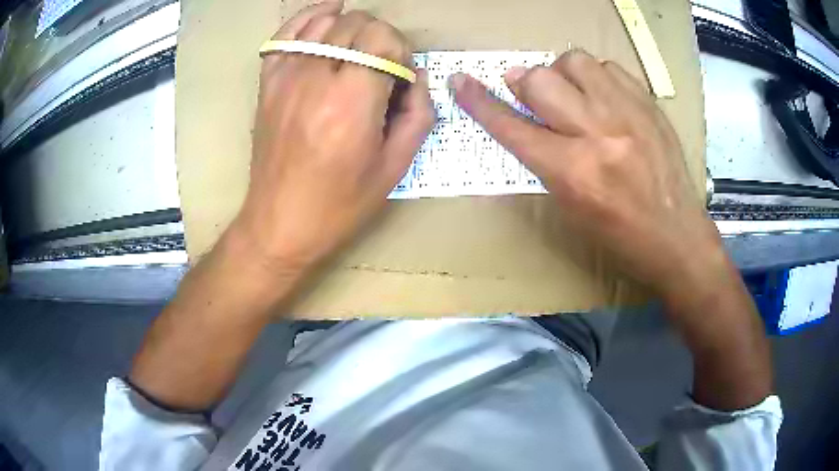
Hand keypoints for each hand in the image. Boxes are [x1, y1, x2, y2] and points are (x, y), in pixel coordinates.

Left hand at [234, 1, 433, 274]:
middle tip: (383, 68)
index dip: (401, 51)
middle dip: (381, 37)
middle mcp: (317, 78)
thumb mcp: (395, 168)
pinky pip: (287, 33)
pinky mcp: (269, 82)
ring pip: (326, 21)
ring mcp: (287, 76)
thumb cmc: (340, 204)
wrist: (279, 223)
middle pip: (357, 24)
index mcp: (352, 102)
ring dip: (352, 26)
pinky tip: (327, 12)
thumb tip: (416, 78)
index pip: (383, 39)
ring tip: (360, 48)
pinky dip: (309, 16)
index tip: (400, 78)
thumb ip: (418, 114)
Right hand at [453, 52, 771, 409]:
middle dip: (525, 83)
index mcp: (573, 173)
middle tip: (529, 92)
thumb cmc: (620, 237)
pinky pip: (610, 67)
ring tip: (570, 91)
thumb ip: (544, 159)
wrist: (678, 239)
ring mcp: (629, 115)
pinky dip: (596, 75)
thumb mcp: (571, 207)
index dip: (480, 102)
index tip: (460, 82)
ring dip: (561, 72)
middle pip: (540, 80)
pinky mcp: (650, 106)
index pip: (513, 126)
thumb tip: (525, 117)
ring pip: (575, 61)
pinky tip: (600, 94)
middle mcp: (599, 135)